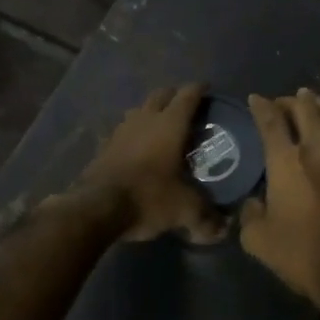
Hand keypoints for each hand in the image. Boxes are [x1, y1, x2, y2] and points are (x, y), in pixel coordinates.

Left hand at [74, 84, 226, 244]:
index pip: (188, 95)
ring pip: (139, 109)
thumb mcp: (184, 209)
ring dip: (152, 112)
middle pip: (161, 94)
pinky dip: (133, 133)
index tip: (208, 89)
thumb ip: (206, 217)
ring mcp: (121, 130)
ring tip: (162, 126)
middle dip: (175, 96)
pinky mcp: (104, 145)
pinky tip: (137, 148)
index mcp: (170, 124)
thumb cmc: (148, 197)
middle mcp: (145, 119)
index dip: (199, 89)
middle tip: (187, 108)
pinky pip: (123, 130)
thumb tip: (224, 229)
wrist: (96, 208)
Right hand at [240, 90, 319, 307]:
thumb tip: (255, 201)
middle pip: (305, 108)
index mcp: (287, 161)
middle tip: (283, 102)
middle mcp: (318, 148)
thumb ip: (250, 213)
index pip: (271, 120)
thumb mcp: (257, 239)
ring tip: (311, 101)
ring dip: (319, 104)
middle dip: (290, 100)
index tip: (255, 99)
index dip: (261, 105)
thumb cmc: (300, 254)